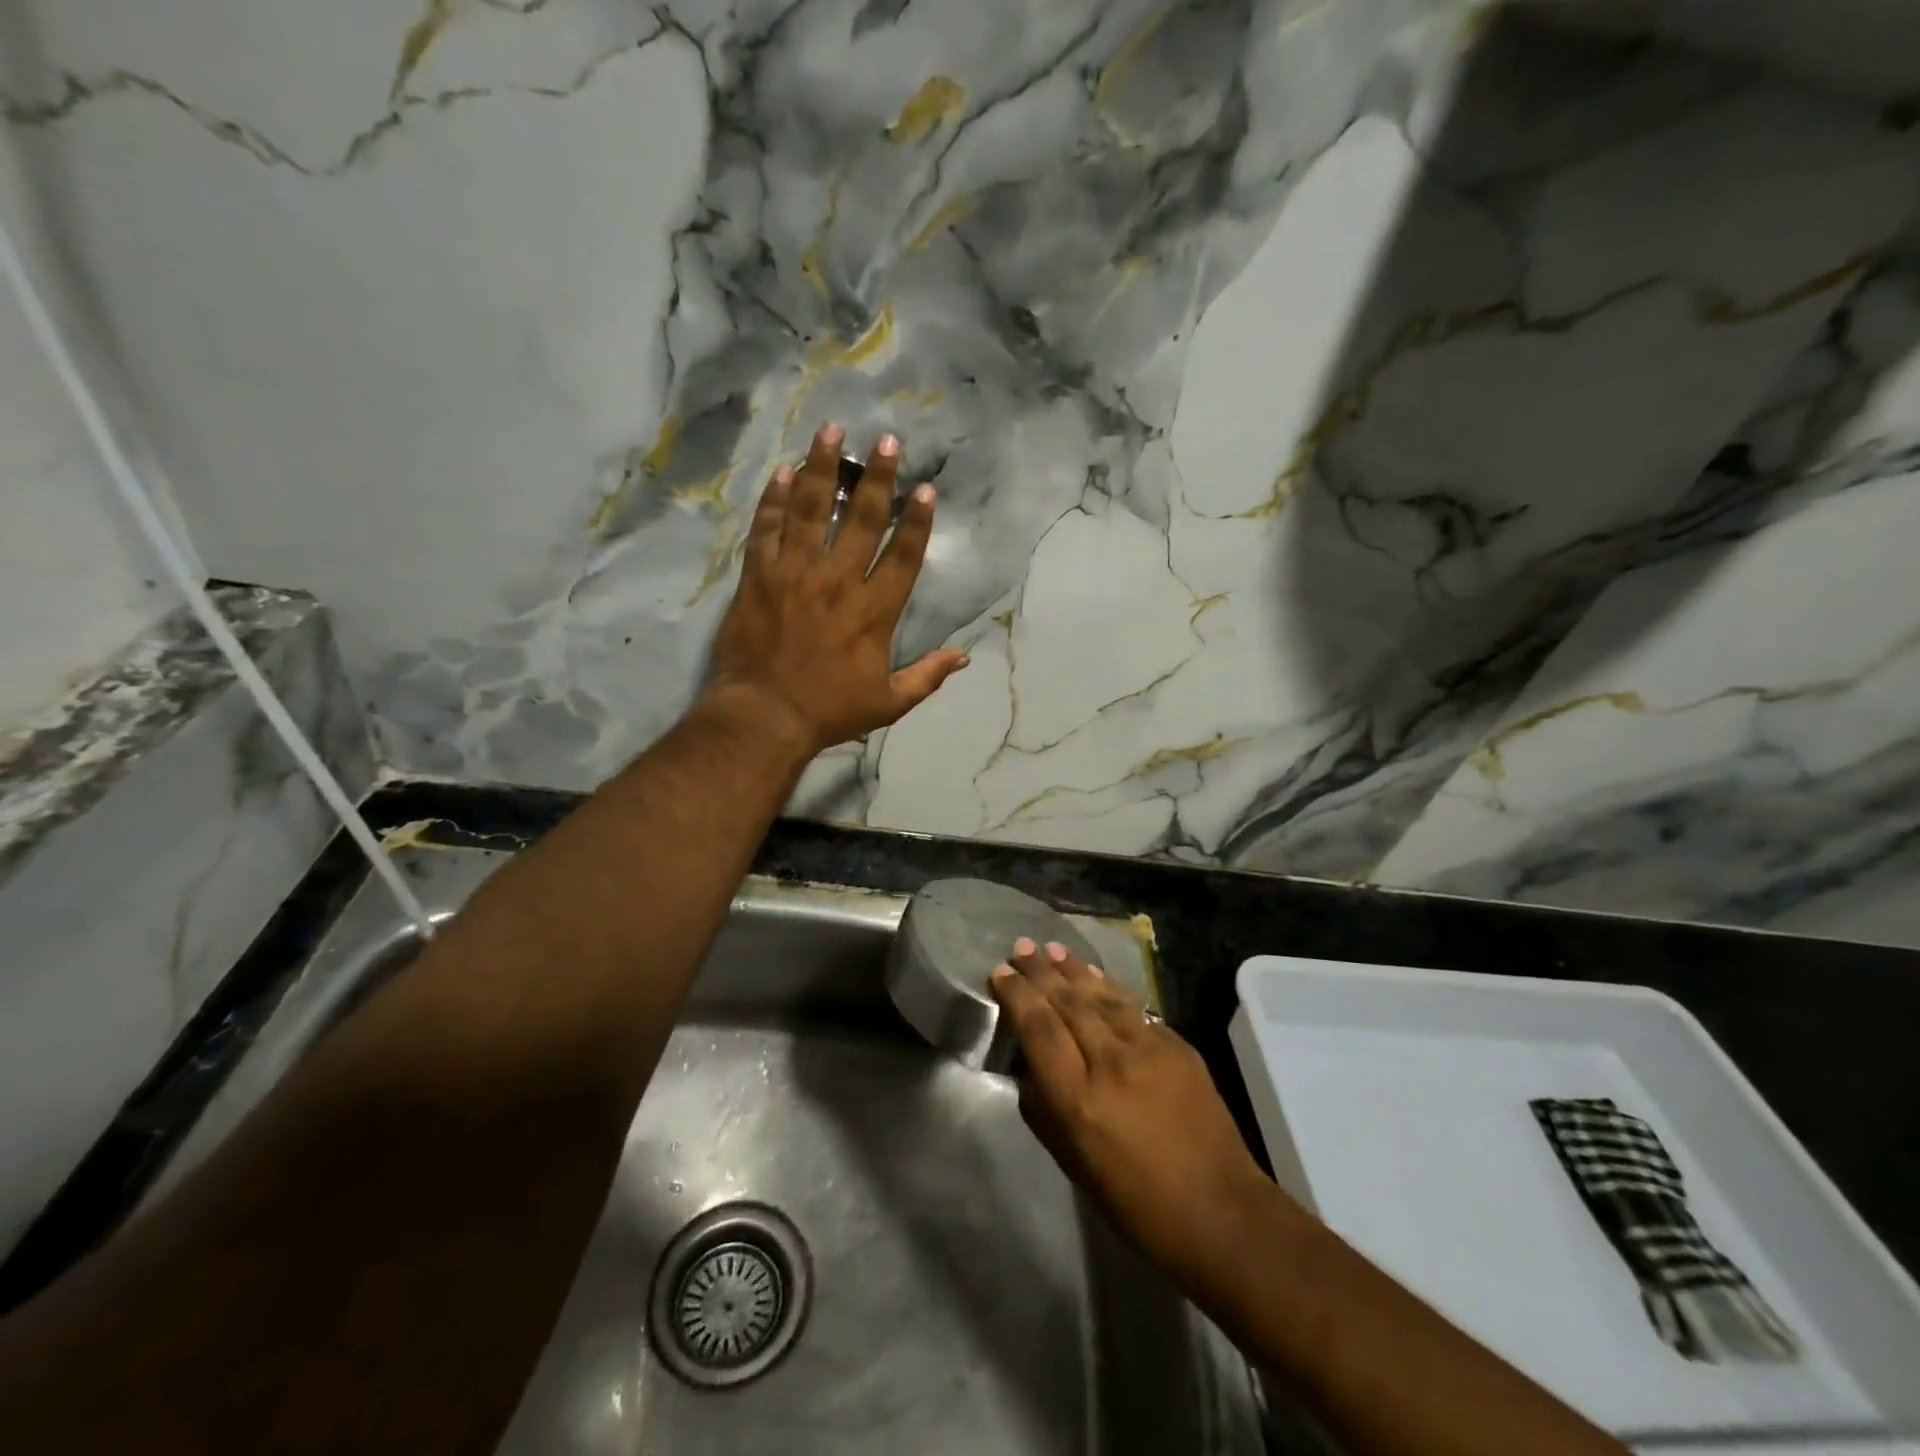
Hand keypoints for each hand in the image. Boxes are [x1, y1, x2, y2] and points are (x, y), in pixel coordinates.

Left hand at [706, 423, 967, 754]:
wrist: (764, 715)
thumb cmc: (830, 712)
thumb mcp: (889, 703)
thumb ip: (927, 676)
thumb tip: (963, 658)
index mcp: (874, 611)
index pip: (901, 556)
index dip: (916, 522)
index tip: (924, 489)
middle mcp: (838, 581)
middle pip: (862, 520)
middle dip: (877, 477)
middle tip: (887, 442)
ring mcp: (795, 574)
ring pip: (812, 510)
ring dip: (823, 469)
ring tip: (831, 432)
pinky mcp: (758, 576)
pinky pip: (767, 528)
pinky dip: (776, 499)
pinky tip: (784, 472)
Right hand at [990, 938, 1279, 1282]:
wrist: (1219, 1211)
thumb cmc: (1135, 1201)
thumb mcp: (1072, 1162)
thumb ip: (1043, 1106)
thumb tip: (1029, 1064)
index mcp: (1078, 1099)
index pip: (1038, 1029)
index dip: (1017, 996)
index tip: (1000, 973)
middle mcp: (1111, 1063)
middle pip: (1068, 1003)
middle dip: (1040, 972)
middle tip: (1021, 947)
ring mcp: (1149, 1049)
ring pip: (1102, 996)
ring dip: (1074, 970)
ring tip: (1052, 949)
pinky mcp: (1178, 1046)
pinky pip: (1133, 1008)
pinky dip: (1109, 988)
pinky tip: (1095, 976)